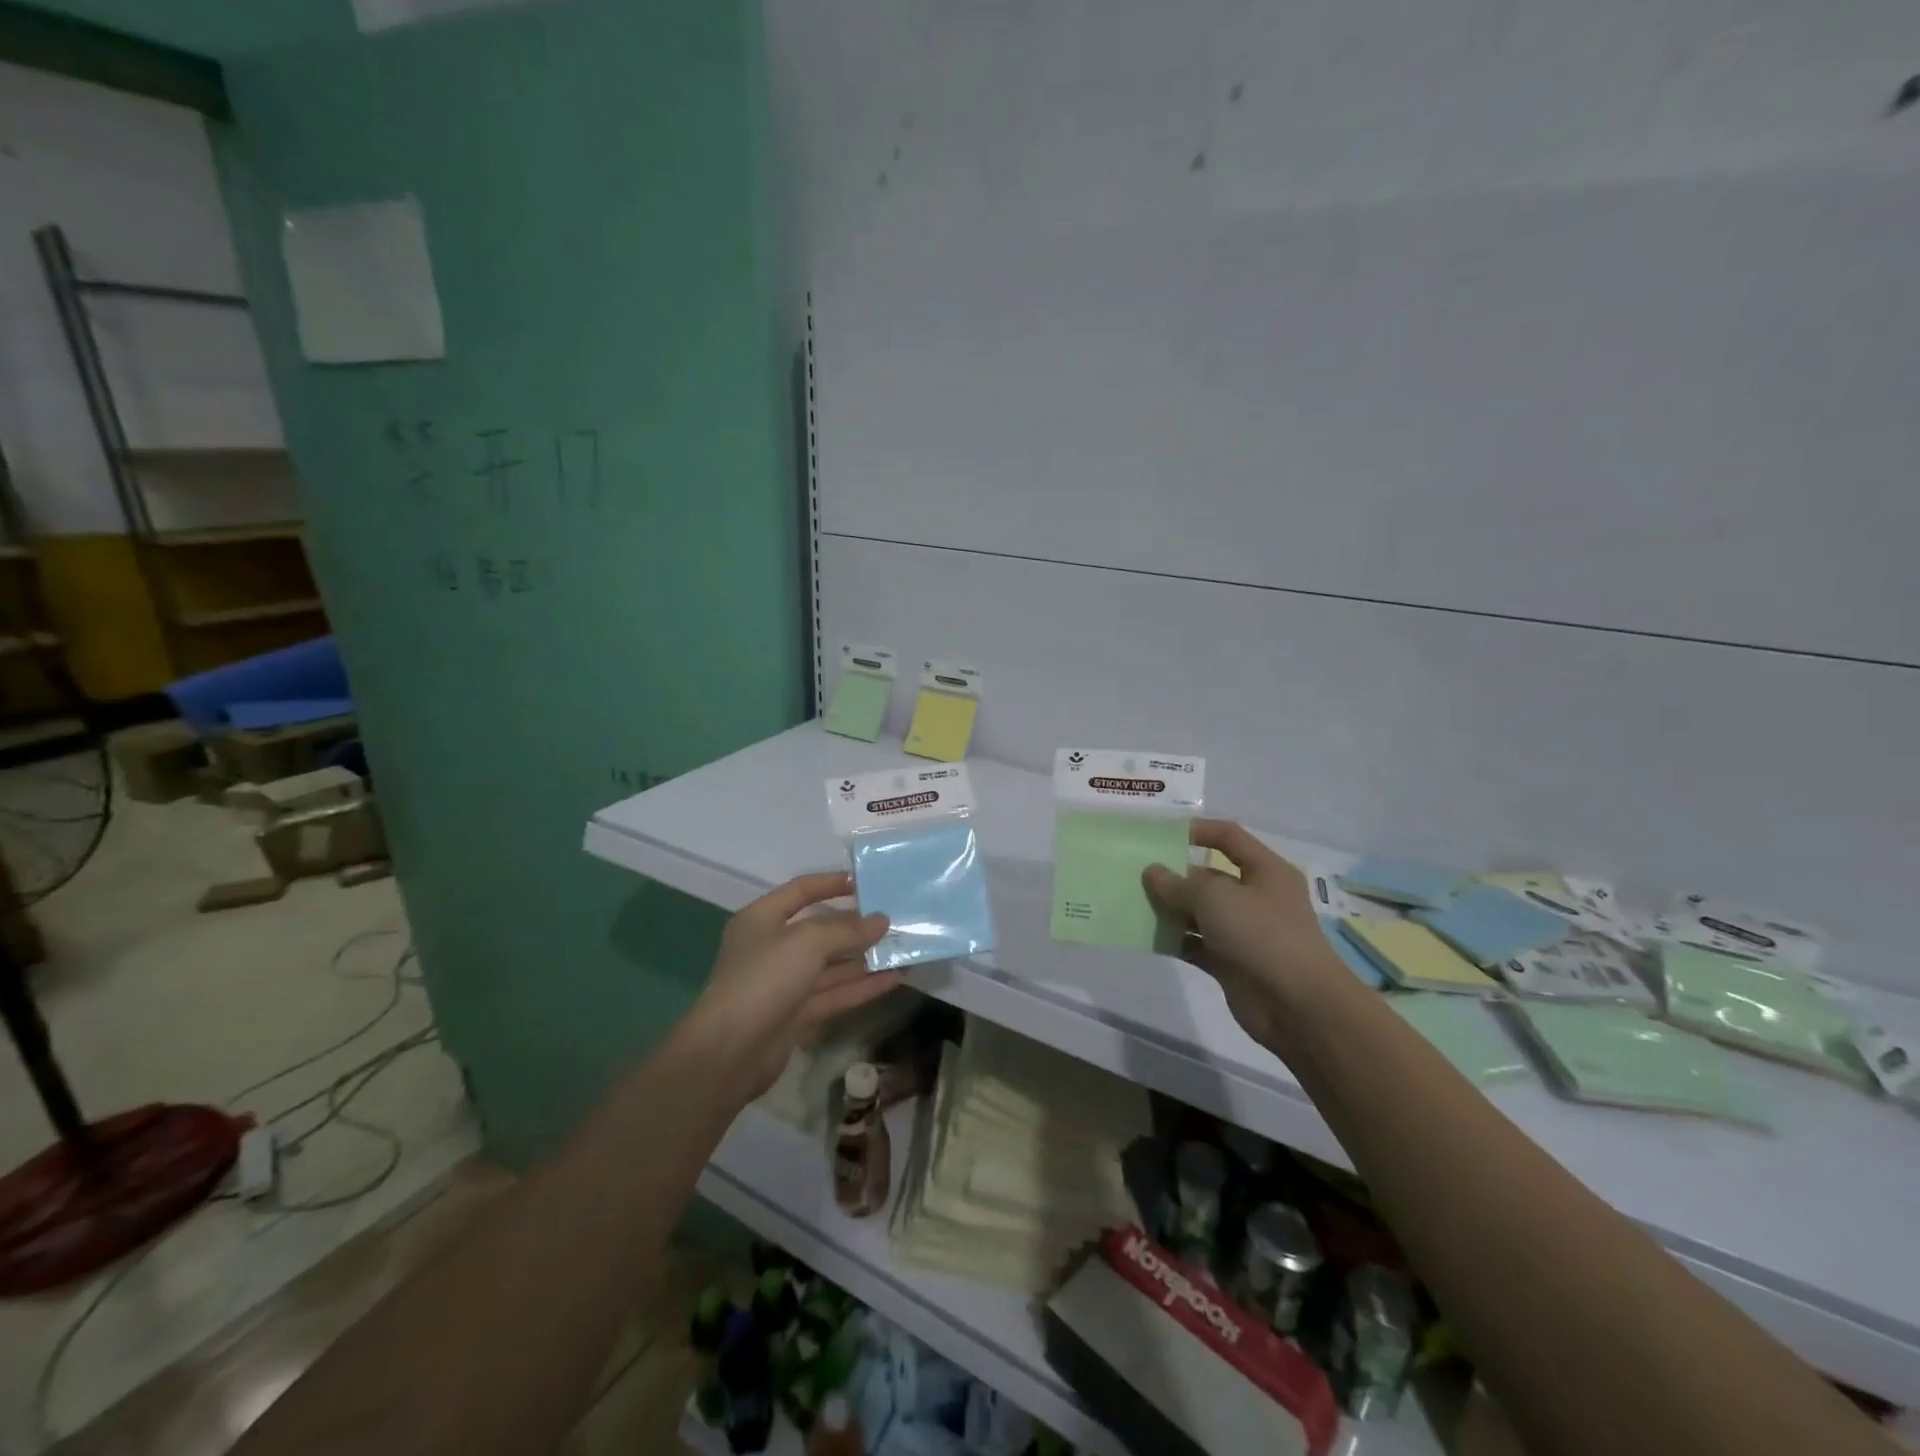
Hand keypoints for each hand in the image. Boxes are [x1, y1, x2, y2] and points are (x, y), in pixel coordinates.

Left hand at [681, 872, 901, 1104]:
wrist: (729, 1053)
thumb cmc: (764, 979)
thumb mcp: (807, 942)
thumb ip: (847, 930)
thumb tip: (882, 920)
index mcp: (762, 919)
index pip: (800, 891)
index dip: (832, 883)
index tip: (866, 882)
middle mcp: (773, 948)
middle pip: (820, 930)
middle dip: (857, 926)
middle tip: (896, 919)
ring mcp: (785, 983)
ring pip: (832, 964)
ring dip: (866, 957)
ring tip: (904, 948)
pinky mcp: (798, 1014)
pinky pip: (836, 992)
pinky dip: (864, 985)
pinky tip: (896, 978)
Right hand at [1142, 820, 1347, 1050]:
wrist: (1297, 1006)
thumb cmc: (1261, 934)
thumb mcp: (1215, 898)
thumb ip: (1178, 883)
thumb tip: (1153, 872)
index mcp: (1265, 870)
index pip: (1229, 836)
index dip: (1196, 830)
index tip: (1160, 835)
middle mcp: (1256, 897)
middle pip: (1209, 877)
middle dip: (1174, 876)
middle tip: (1134, 875)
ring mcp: (1244, 931)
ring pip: (1200, 912)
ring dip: (1170, 909)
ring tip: (1133, 904)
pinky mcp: (1231, 962)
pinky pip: (1196, 943)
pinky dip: (1175, 940)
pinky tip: (1147, 937)